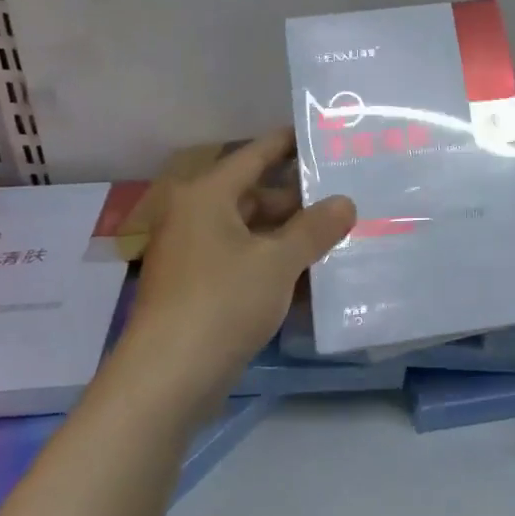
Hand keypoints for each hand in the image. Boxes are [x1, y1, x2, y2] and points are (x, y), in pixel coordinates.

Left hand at [117, 129, 354, 412]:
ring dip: (293, 235)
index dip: (289, 144)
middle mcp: (199, 218)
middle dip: (301, 198)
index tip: (323, 135)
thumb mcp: (278, 261)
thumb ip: (315, 228)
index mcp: (208, 196)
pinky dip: (277, 265)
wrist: (167, 380)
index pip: (255, 155)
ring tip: (341, 234)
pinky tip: (316, 275)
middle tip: (347, 194)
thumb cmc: (221, 302)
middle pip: (257, 195)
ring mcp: (199, 256)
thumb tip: (346, 202)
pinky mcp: (203, 291)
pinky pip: (248, 263)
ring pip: (255, 233)